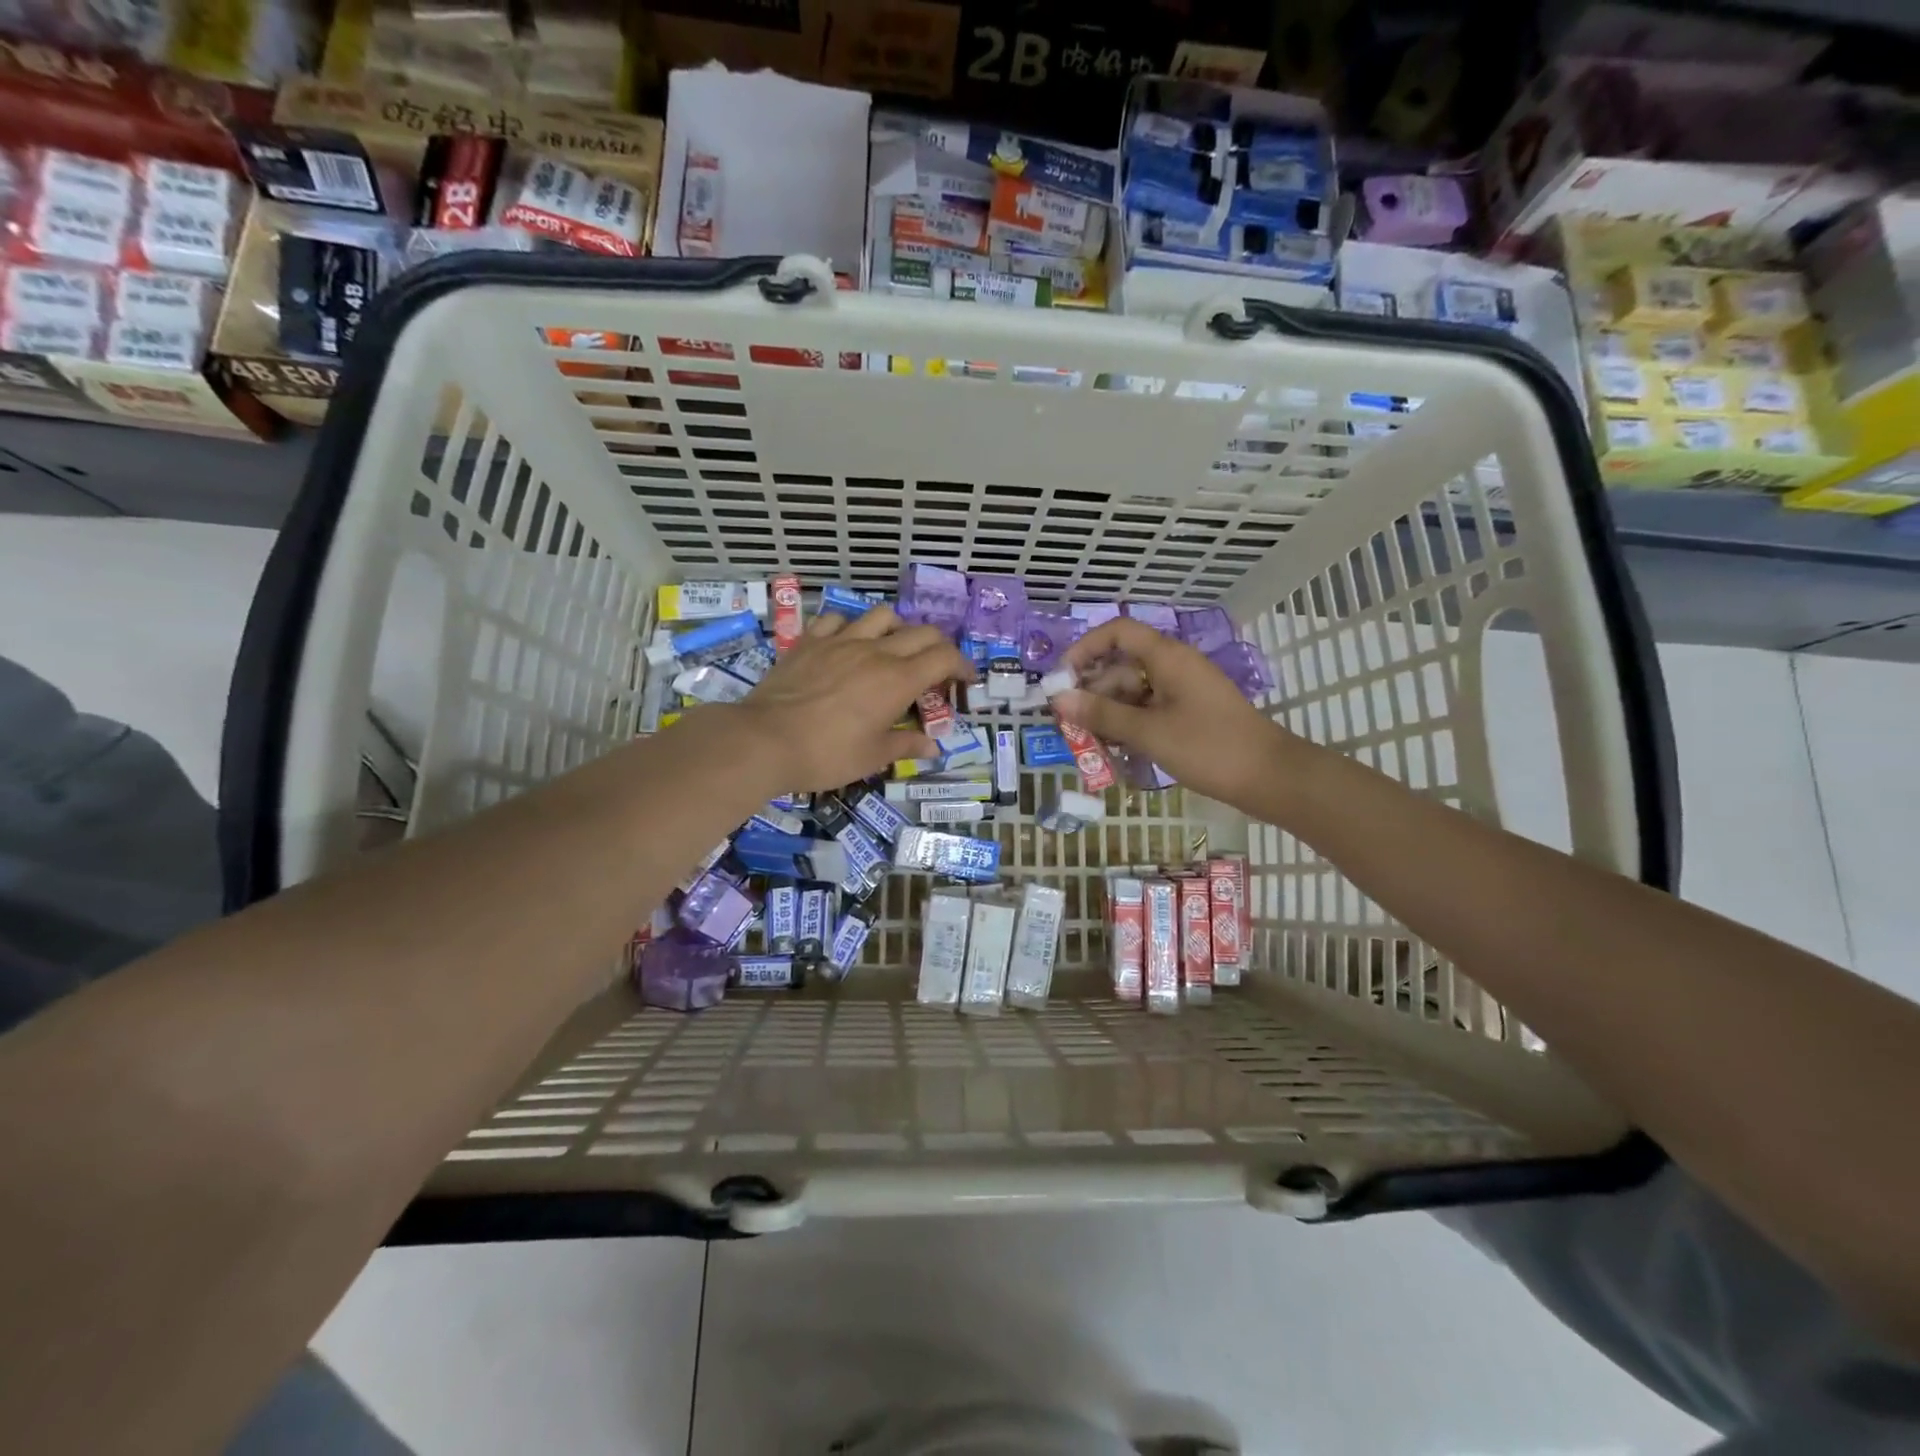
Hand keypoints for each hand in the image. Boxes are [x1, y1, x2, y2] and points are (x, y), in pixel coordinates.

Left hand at [728, 604, 972, 791]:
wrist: (765, 740)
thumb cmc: (826, 754)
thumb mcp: (873, 757)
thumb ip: (906, 745)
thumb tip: (933, 746)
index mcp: (898, 680)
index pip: (944, 658)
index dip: (962, 665)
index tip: (966, 679)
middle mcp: (875, 651)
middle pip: (921, 632)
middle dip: (939, 646)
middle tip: (937, 667)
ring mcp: (840, 641)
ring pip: (882, 615)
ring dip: (898, 628)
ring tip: (894, 647)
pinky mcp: (810, 641)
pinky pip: (837, 620)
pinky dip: (851, 627)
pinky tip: (847, 643)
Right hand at [1055, 617, 1293, 808]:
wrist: (1270, 777)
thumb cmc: (1208, 748)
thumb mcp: (1148, 732)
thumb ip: (1102, 715)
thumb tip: (1058, 699)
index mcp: (1167, 658)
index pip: (1118, 632)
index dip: (1085, 649)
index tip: (1062, 680)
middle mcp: (1173, 667)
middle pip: (1121, 667)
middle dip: (1092, 693)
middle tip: (1068, 724)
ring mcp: (1182, 691)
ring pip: (1132, 692)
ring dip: (1108, 714)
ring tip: (1088, 744)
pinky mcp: (1188, 714)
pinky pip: (1148, 710)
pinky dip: (1129, 725)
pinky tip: (1114, 751)